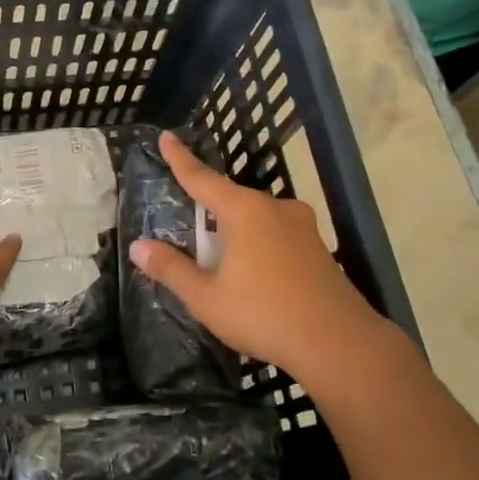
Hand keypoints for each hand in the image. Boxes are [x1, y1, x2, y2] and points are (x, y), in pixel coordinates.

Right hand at [128, 130, 387, 381]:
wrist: (340, 344)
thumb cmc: (265, 315)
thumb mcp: (207, 298)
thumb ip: (171, 269)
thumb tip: (138, 247)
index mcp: (245, 211)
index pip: (202, 178)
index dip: (180, 159)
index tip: (166, 135)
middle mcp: (275, 208)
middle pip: (231, 199)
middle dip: (209, 210)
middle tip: (190, 231)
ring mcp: (302, 226)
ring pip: (256, 218)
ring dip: (236, 232)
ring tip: (223, 262)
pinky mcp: (318, 246)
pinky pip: (276, 234)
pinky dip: (258, 244)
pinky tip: (256, 273)